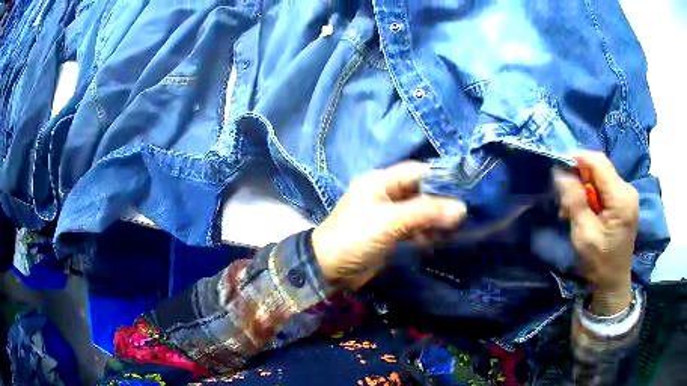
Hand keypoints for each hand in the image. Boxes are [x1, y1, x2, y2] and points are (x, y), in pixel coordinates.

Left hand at [312, 162, 466, 289]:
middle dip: (440, 202)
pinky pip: (412, 227)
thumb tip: (461, 208)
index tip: (464, 189)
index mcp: (380, 181)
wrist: (328, 269)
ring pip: (418, 211)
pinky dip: (425, 233)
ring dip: (434, 219)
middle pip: (419, 192)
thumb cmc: (355, 238)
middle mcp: (385, 193)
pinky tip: (437, 240)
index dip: (440, 178)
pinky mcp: (389, 233)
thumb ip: (426, 213)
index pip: (416, 172)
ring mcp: (387, 214)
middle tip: (463, 213)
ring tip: (455, 228)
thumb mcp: (390, 222)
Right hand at [554, 151, 638, 314]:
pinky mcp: (624, 200)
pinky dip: (592, 193)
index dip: (578, 159)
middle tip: (564, 197)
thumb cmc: (599, 263)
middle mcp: (627, 190)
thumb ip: (575, 201)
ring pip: (601, 175)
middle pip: (600, 167)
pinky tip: (584, 210)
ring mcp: (627, 194)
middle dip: (580, 176)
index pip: (599, 162)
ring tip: (572, 209)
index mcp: (621, 198)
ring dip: (584, 187)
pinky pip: (605, 186)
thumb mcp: (584, 235)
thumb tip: (560, 173)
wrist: (613, 282)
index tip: (558, 168)